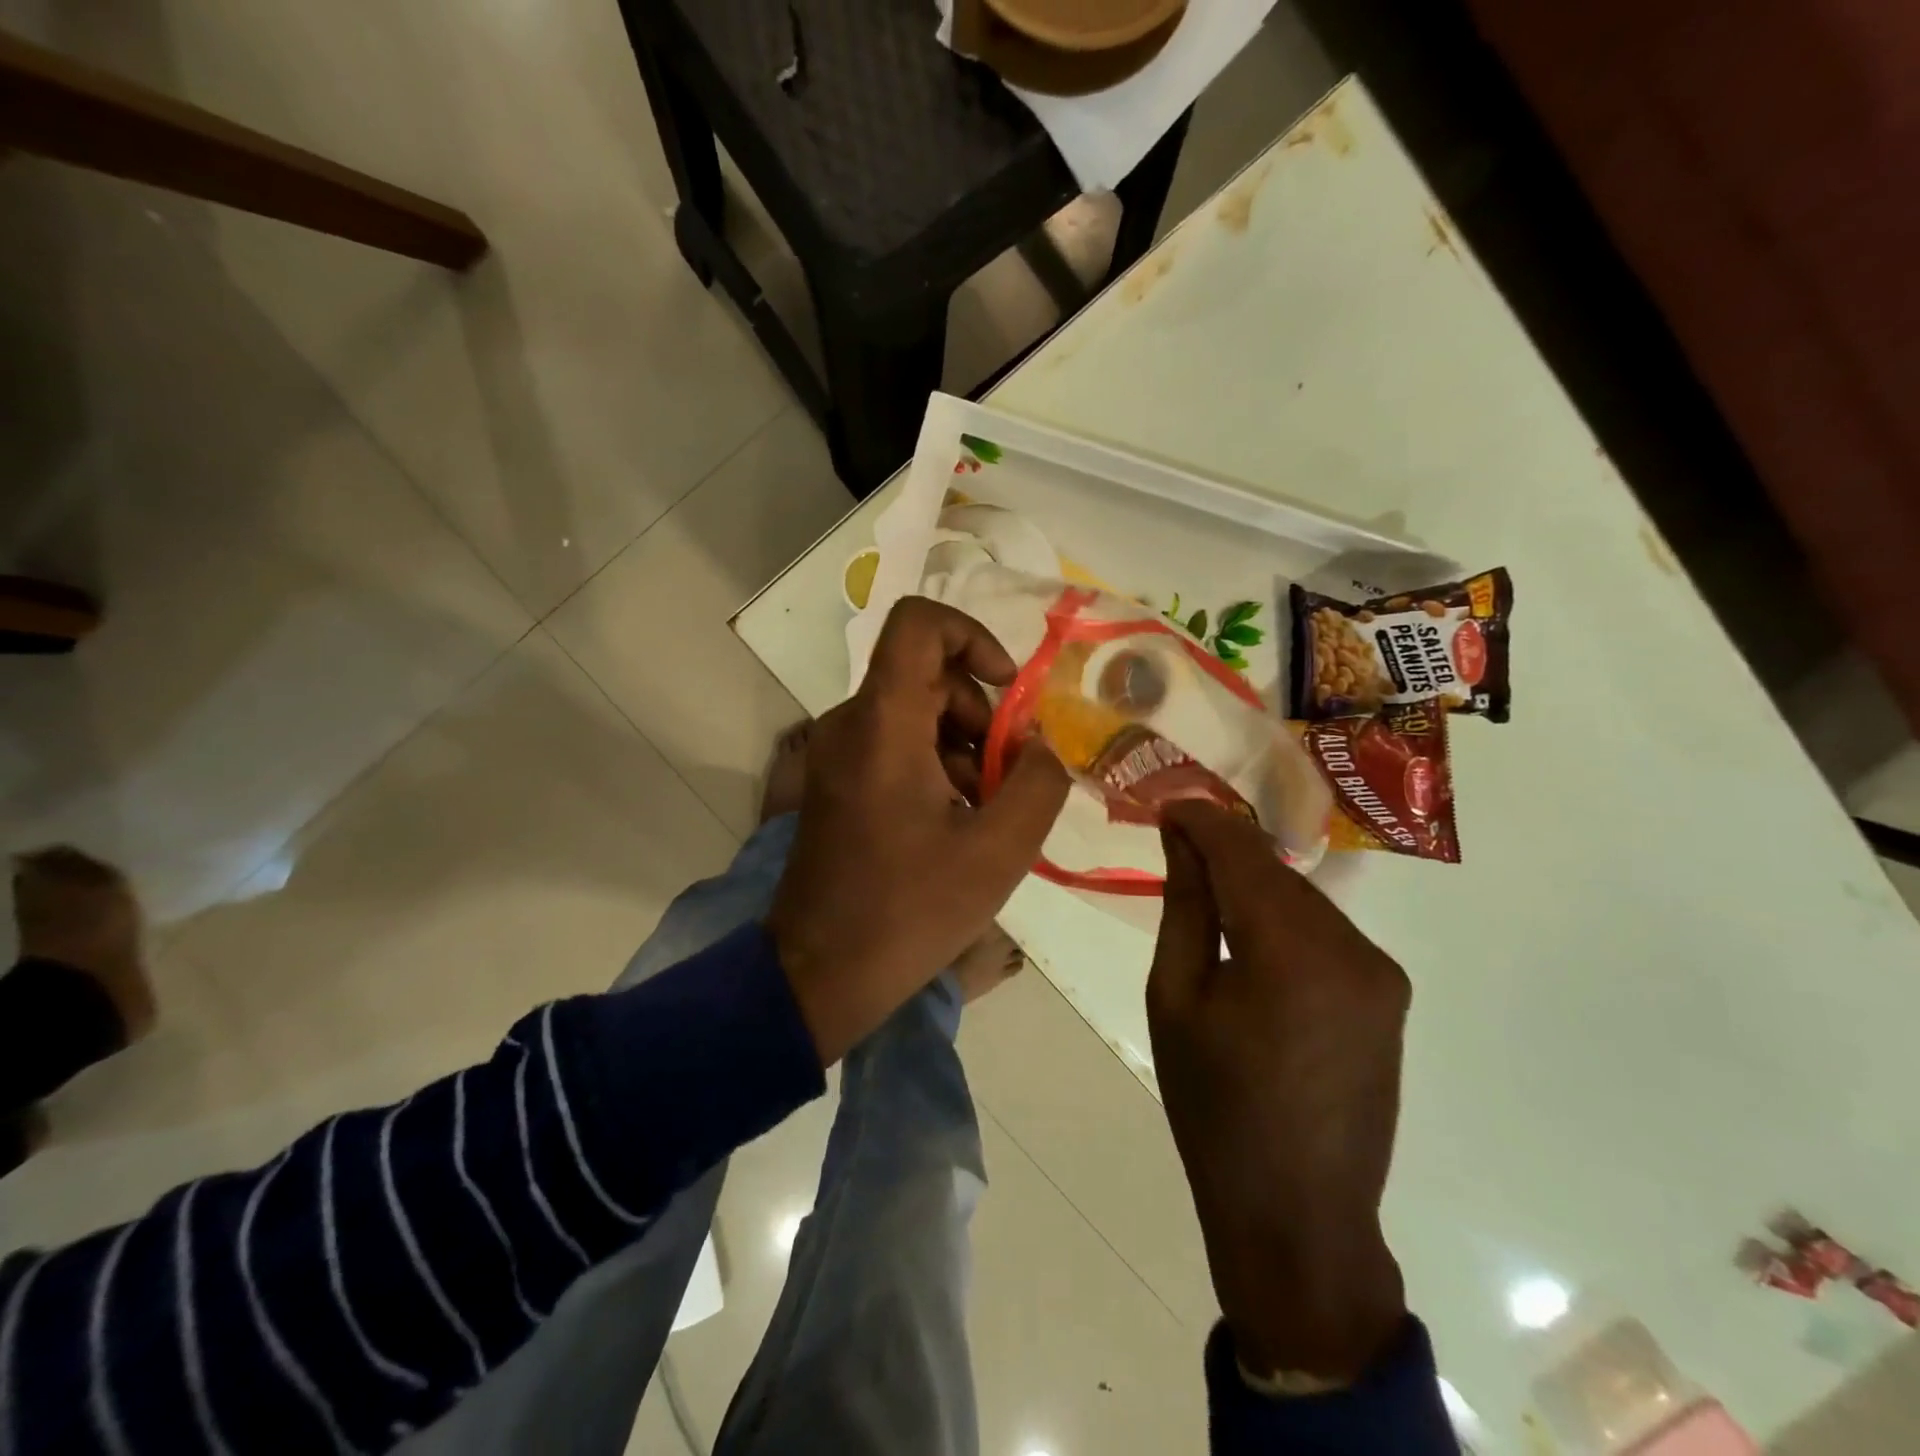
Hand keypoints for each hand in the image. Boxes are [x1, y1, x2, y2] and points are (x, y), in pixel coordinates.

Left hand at [767, 597, 1069, 1065]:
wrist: (820, 973)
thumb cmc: (909, 910)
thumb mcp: (999, 850)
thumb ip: (1038, 782)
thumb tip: (1040, 746)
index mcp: (883, 724)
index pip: (919, 623)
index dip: (973, 637)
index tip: (1009, 692)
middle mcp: (851, 723)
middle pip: (928, 675)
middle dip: (982, 715)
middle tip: (1006, 779)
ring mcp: (838, 753)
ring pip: (916, 712)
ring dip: (963, 747)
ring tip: (983, 812)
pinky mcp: (837, 781)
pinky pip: (896, 744)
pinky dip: (935, 765)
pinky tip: (954, 823)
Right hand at [1148, 801, 1410, 1381]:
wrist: (1297, 1213)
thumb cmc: (1214, 1107)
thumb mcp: (1175, 999)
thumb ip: (1185, 907)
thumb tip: (1181, 837)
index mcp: (1291, 953)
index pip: (1241, 852)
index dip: (1201, 819)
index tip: (1166, 804)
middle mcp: (1352, 949)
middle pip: (1275, 870)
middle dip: (1225, 848)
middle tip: (1176, 839)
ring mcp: (1380, 972)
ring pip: (1301, 896)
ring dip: (1254, 883)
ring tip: (1206, 888)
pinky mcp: (1389, 993)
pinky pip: (1324, 930)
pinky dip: (1282, 917)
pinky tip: (1251, 934)